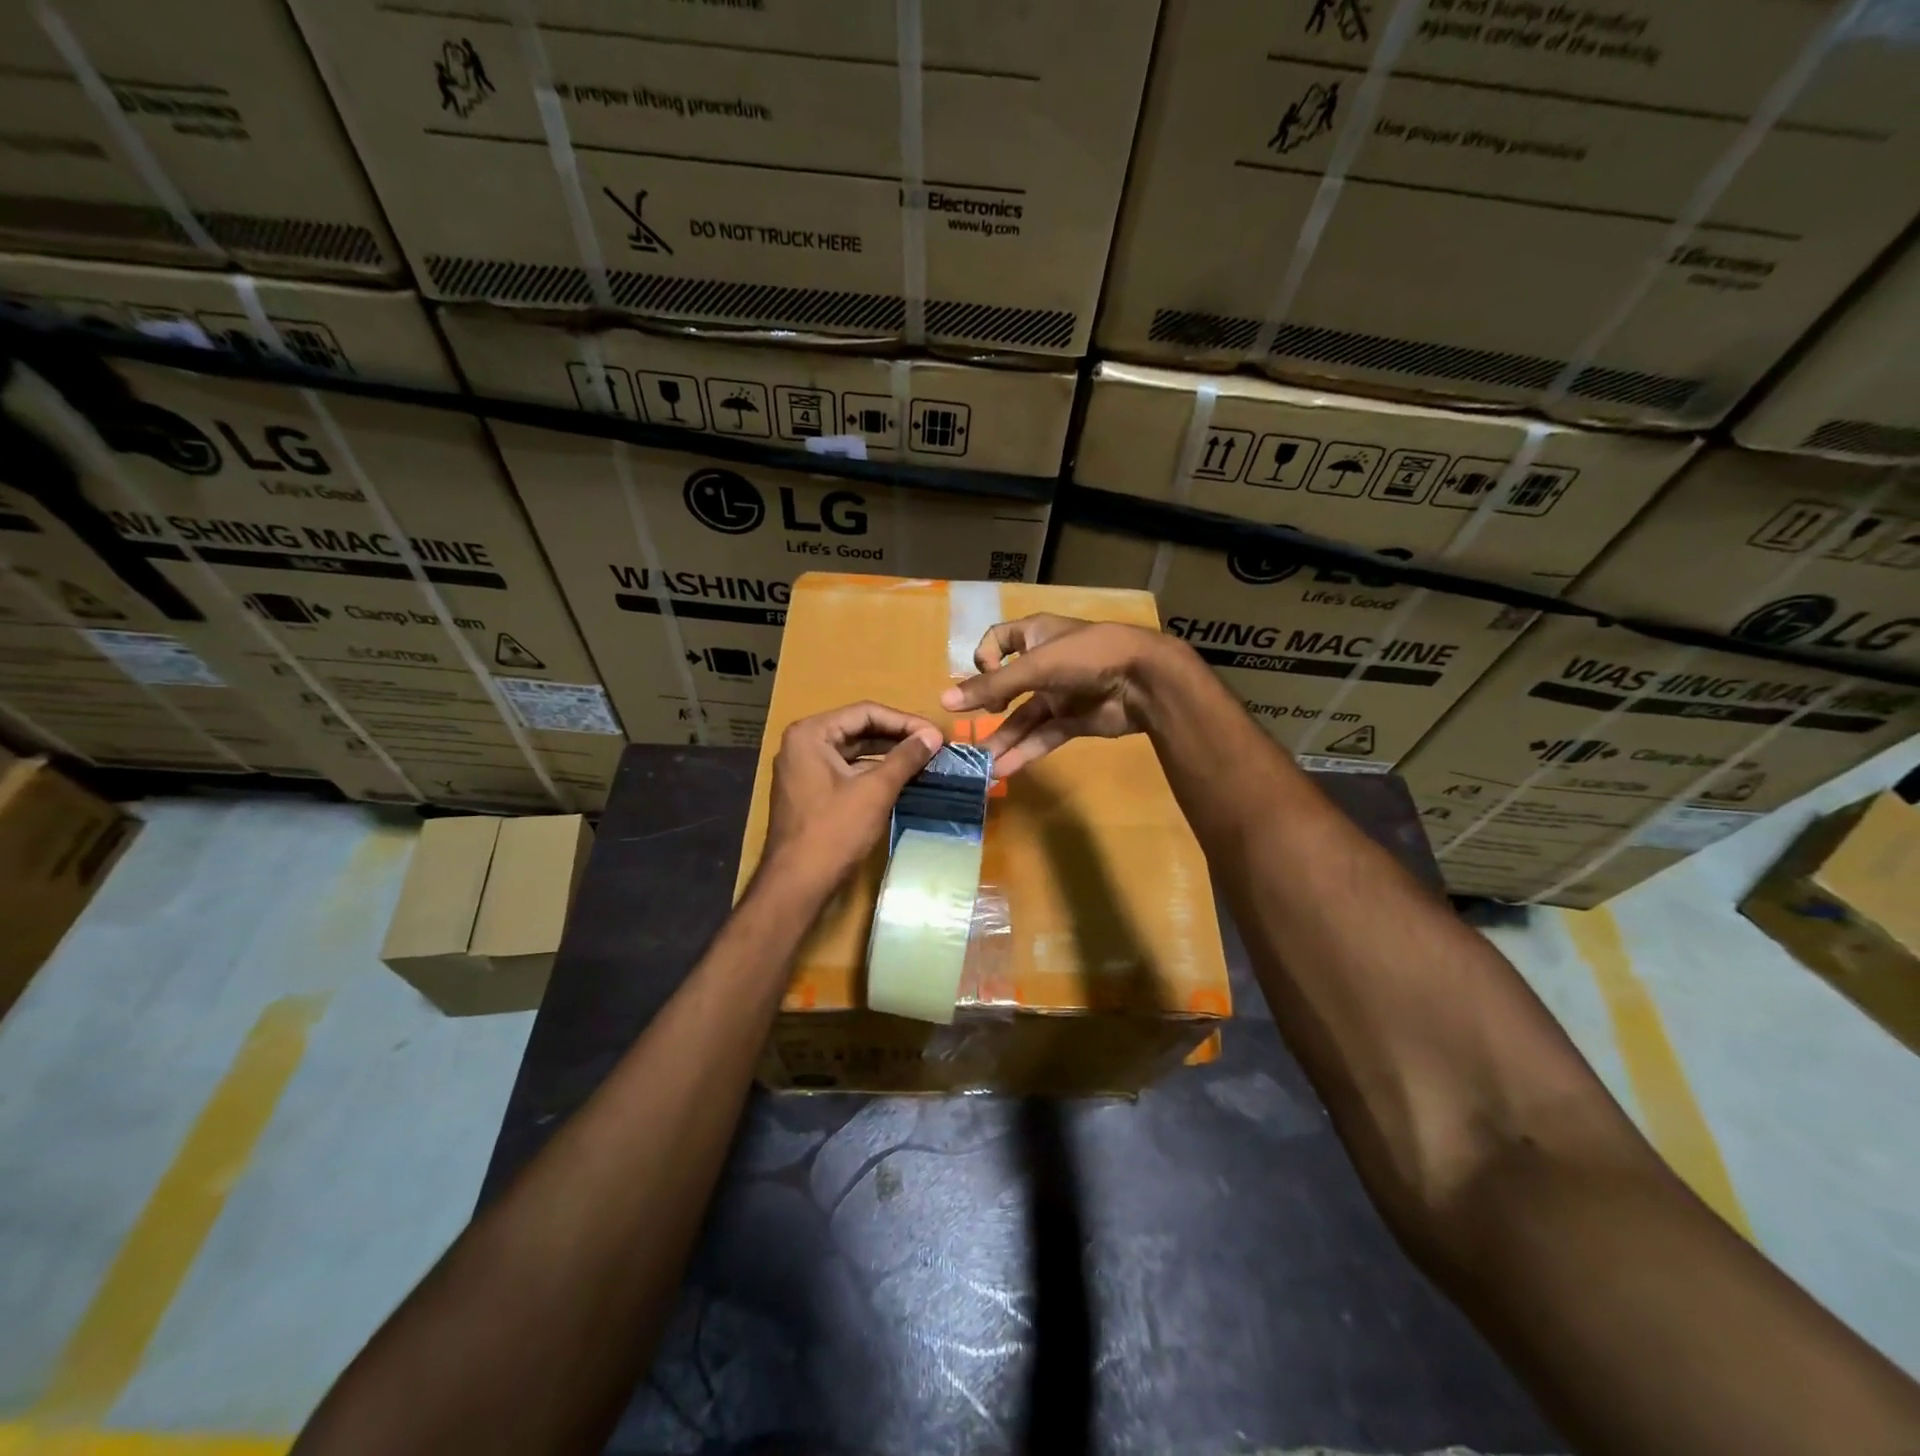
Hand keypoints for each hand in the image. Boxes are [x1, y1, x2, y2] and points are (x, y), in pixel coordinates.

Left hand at [761, 701, 943, 896]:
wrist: (797, 884)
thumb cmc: (834, 831)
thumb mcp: (875, 790)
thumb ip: (905, 757)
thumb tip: (933, 735)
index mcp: (811, 733)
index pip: (866, 712)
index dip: (904, 721)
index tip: (936, 734)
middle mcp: (803, 744)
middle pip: (858, 729)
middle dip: (897, 737)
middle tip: (934, 746)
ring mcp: (804, 769)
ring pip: (854, 751)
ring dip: (888, 755)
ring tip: (924, 761)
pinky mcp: (811, 791)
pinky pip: (847, 771)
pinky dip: (873, 773)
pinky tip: (901, 780)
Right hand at [939, 614, 1171, 776]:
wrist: (1144, 680)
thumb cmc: (1086, 656)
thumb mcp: (1035, 667)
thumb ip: (991, 686)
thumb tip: (944, 702)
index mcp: (1036, 636)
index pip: (998, 640)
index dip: (984, 657)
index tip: (986, 676)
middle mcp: (1044, 663)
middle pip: (1006, 687)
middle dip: (987, 710)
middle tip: (969, 732)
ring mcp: (1059, 694)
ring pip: (1023, 718)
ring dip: (1003, 739)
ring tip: (981, 764)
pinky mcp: (1073, 721)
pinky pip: (1042, 737)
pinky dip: (1025, 752)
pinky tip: (1004, 769)